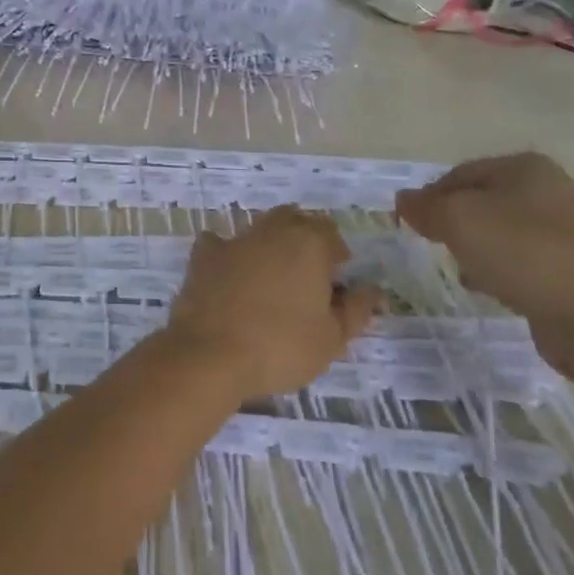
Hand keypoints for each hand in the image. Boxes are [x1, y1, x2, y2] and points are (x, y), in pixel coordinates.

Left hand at [165, 206, 380, 400]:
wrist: (211, 353)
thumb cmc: (282, 346)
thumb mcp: (333, 338)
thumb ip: (356, 309)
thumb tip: (370, 289)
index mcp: (308, 242)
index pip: (330, 233)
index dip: (337, 255)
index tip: (337, 285)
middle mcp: (271, 230)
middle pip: (294, 221)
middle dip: (304, 241)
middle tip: (307, 278)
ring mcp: (234, 240)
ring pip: (258, 229)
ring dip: (269, 246)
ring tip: (272, 281)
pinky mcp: (203, 256)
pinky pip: (219, 243)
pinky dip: (228, 254)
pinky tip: (230, 275)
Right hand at [395, 153, 573, 374]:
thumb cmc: (522, 254)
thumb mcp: (458, 220)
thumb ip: (425, 207)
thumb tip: (403, 201)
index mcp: (525, 167)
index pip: (458, 173)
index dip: (429, 197)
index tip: (411, 226)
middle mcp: (547, 190)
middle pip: (477, 201)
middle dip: (451, 223)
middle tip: (434, 246)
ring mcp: (562, 229)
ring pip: (495, 231)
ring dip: (471, 248)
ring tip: (460, 268)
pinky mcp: (567, 265)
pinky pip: (516, 258)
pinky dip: (495, 269)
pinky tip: (485, 287)